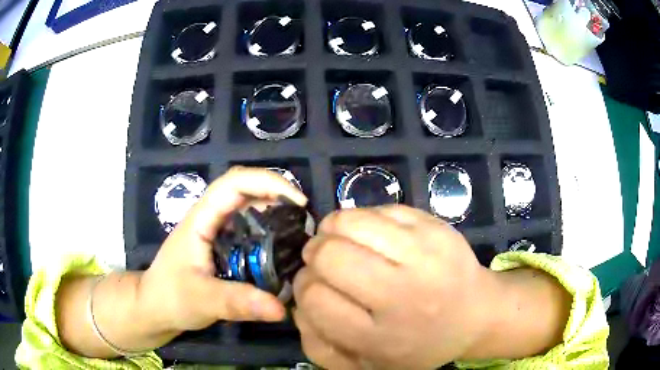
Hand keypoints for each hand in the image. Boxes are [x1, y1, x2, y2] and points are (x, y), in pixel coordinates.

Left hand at [137, 167, 307, 336]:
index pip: (234, 182)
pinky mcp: (220, 245)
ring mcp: (215, 230)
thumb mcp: (203, 300)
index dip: (268, 182)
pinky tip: (281, 250)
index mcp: (201, 218)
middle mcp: (210, 217)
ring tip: (300, 232)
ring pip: (248, 208)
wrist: (155, 307)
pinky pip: (248, 228)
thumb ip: (238, 303)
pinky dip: (268, 231)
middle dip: (277, 194)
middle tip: (305, 219)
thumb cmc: (170, 297)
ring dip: (274, 212)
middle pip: (245, 189)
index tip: (298, 202)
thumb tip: (280, 308)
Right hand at [293, 205, 494, 368]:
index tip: (315, 288)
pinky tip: (373, 236)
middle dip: (314, 255)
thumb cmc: (419, 345)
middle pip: (329, 255)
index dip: (304, 288)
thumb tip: (299, 308)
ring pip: (351, 221)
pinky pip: (379, 209)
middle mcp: (403, 294)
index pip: (315, 299)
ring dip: (333, 229)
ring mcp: (423, 253)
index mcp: (382, 336)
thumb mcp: (367, 364)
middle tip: (324, 261)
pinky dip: (364, 219)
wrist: (476, 314)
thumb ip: (321, 346)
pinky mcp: (435, 226)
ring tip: (343, 241)